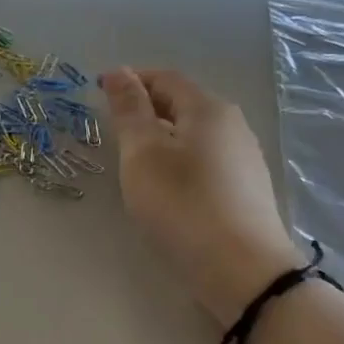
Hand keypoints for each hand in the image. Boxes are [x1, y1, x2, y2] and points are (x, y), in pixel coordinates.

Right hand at [101, 67, 301, 323]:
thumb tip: (118, 72)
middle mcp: (232, 125)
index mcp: (208, 109)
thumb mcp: (143, 153)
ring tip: (133, 156)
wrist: (242, 271)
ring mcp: (244, 158)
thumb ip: (129, 110)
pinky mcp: (246, 189)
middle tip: (111, 125)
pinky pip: (205, 158)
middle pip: (183, 103)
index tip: (98, 89)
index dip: (130, 79)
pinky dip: (179, 158)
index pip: (165, 78)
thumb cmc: (182, 204)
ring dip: (162, 134)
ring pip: (194, 133)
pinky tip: (165, 184)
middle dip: (146, 106)